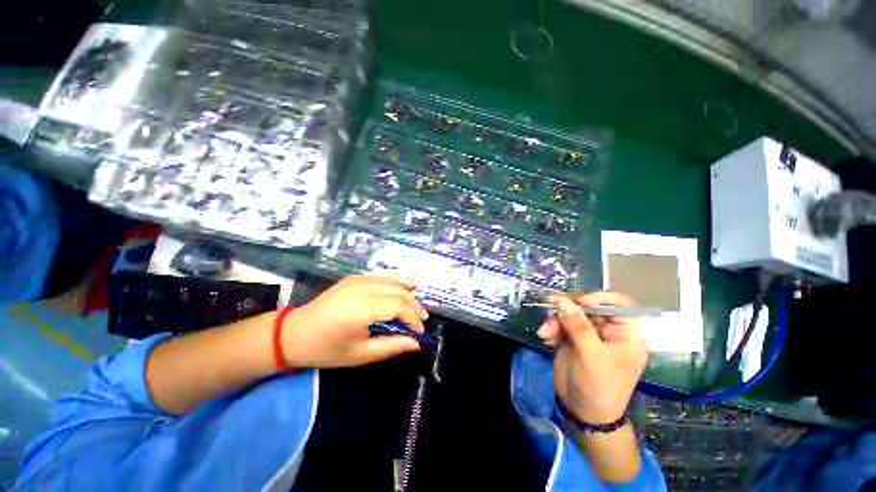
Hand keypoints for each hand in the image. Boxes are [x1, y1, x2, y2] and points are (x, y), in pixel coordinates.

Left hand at [281, 274, 427, 368]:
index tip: (420, 331)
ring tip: (418, 306)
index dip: (414, 318)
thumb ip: (391, 347)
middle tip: (423, 318)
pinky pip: (382, 277)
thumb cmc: (326, 348)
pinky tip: (405, 286)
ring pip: (393, 281)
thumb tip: (416, 343)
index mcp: (363, 308)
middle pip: (399, 291)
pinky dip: (396, 282)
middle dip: (415, 305)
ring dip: (408, 292)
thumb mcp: (360, 355)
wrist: (294, 333)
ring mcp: (359, 280)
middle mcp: (363, 288)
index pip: (399, 307)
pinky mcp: (355, 277)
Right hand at [537, 292, 647, 423]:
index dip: (601, 297)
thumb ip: (577, 325)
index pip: (621, 305)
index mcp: (626, 334)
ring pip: (571, 314)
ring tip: (545, 333)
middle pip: (590, 307)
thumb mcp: (591, 355)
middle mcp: (608, 331)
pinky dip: (551, 328)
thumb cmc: (599, 386)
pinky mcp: (572, 339)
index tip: (580, 300)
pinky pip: (560, 324)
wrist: (583, 413)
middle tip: (553, 307)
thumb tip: (562, 299)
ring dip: (555, 320)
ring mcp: (589, 335)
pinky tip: (545, 338)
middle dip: (569, 309)